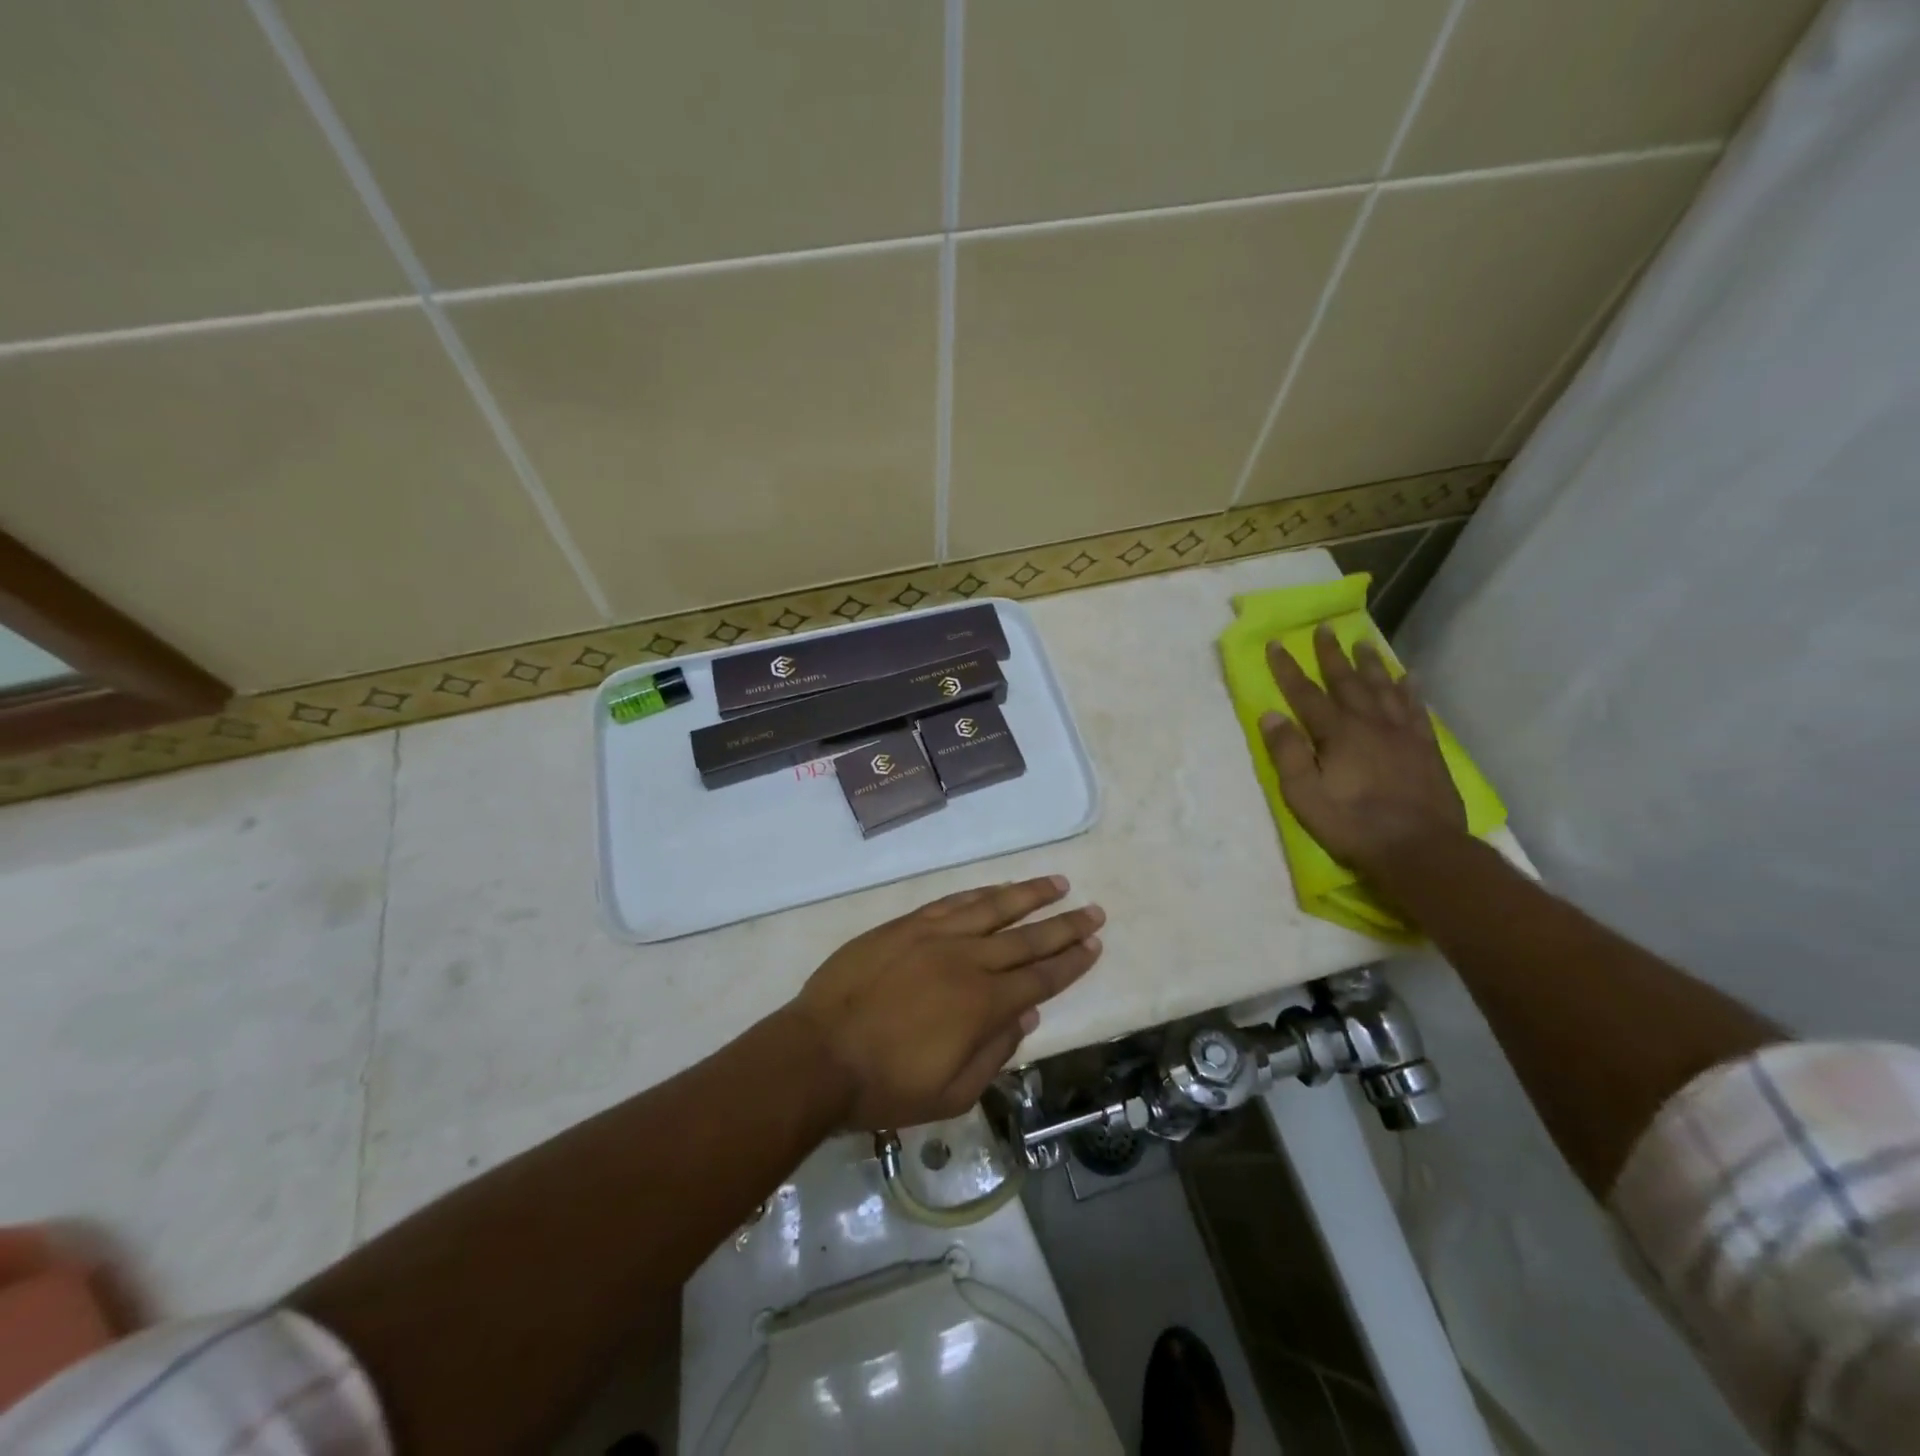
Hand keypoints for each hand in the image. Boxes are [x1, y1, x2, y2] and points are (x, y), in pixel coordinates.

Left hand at [791, 876, 1104, 1129]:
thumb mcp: (952, 1094)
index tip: (1094, 944)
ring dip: (1028, 895)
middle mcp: (967, 960)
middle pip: (1027, 937)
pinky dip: (980, 893)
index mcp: (983, 1003)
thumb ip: (995, 1053)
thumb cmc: (886, 1085)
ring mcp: (934, 935)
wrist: (819, 1053)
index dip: (1071, 961)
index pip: (1041, 977)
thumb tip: (1026, 1016)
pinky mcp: (905, 925)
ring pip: (992, 907)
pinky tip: (996, 889)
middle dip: (1065, 925)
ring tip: (1056, 884)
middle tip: (1094, 910)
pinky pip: (952, 901)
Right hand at [1261, 625, 1464, 874]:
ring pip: (1384, 688)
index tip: (1276, 643)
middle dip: (1332, 655)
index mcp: (1337, 734)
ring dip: (1371, 664)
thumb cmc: (1352, 825)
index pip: (1305, 694)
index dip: (1288, 669)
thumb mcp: (1304, 796)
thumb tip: (1270, 715)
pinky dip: (1410, 690)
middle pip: (1347, 682)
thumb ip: (1287, 753)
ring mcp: (1402, 734)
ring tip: (1364, 643)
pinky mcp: (1426, 748)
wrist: (1420, 849)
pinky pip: (1416, 709)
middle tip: (1325, 628)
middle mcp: (1370, 724)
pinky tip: (1409, 677)